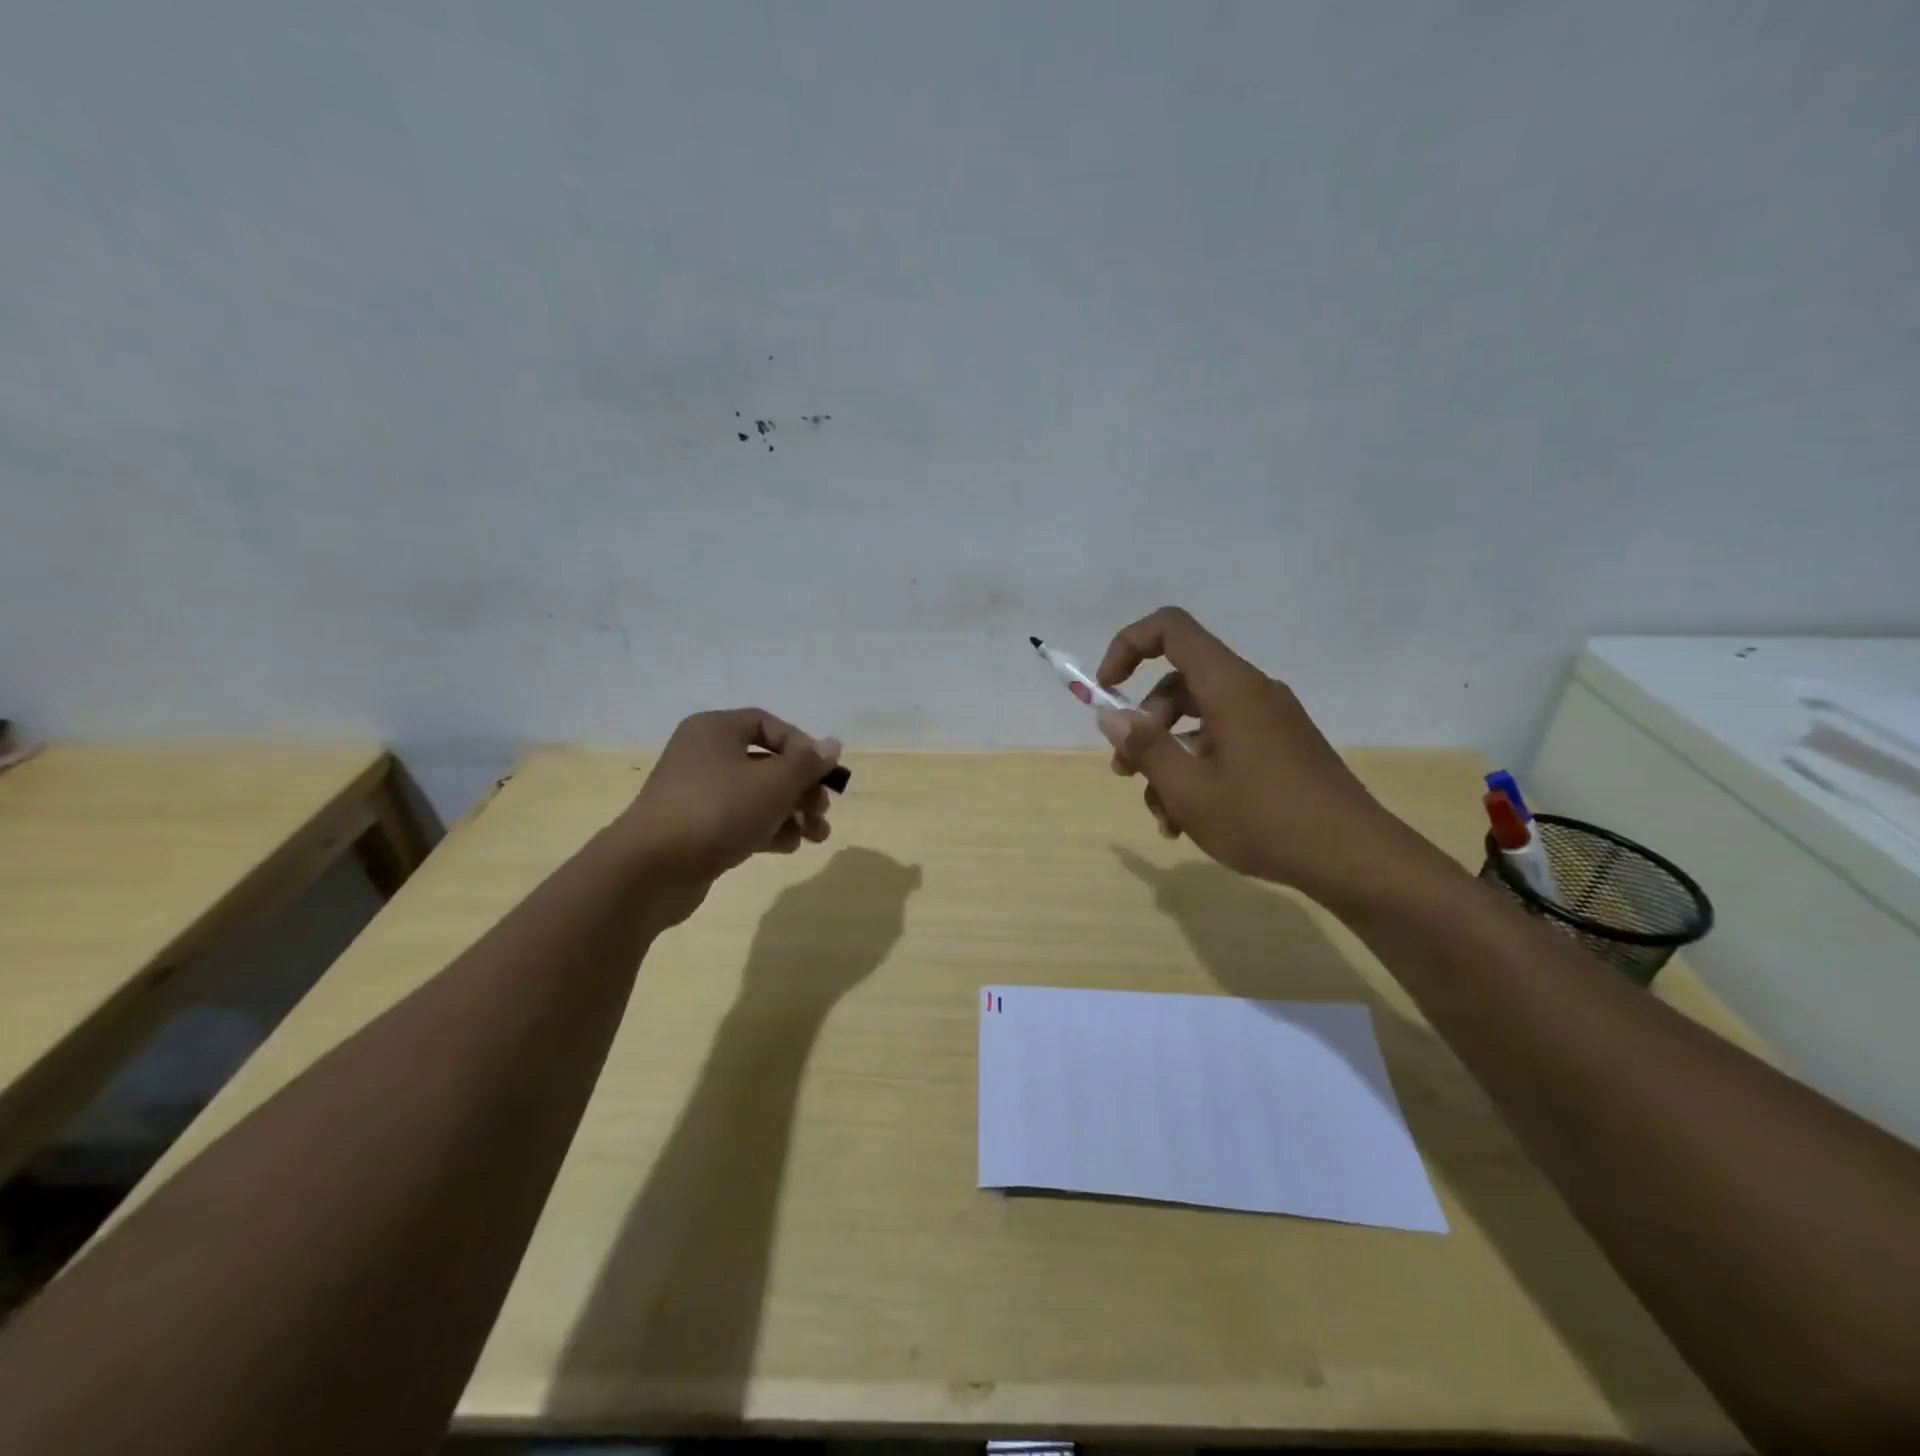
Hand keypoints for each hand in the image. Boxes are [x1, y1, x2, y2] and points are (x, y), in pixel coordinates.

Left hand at [616, 708, 840, 925]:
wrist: (652, 869)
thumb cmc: (717, 810)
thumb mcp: (773, 782)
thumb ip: (808, 763)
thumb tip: (833, 744)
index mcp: (715, 730)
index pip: (769, 724)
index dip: (802, 746)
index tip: (823, 773)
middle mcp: (704, 755)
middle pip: (767, 762)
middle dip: (802, 787)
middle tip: (822, 811)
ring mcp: (697, 794)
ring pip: (757, 795)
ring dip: (792, 812)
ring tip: (817, 836)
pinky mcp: (696, 828)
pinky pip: (741, 820)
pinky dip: (768, 829)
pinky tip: (790, 846)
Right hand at [1095, 606, 1429, 907]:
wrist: (1354, 859)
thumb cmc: (1265, 819)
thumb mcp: (1189, 789)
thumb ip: (1145, 747)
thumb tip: (1112, 715)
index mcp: (1230, 687)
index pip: (1171, 629)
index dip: (1128, 647)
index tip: (1107, 690)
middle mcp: (1251, 692)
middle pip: (1179, 683)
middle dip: (1143, 725)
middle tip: (1126, 772)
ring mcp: (1270, 721)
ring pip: (1198, 721)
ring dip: (1168, 760)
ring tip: (1161, 816)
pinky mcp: (1280, 748)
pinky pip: (1224, 743)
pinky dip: (1198, 771)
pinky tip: (1187, 822)